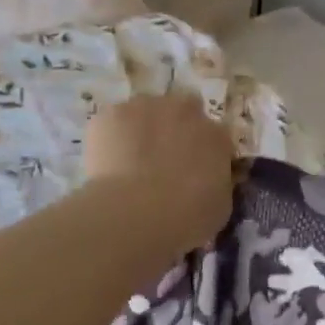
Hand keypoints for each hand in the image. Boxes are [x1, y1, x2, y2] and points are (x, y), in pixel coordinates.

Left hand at [85, 91, 237, 253]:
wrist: (136, 213)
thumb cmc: (187, 216)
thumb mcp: (219, 207)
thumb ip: (217, 183)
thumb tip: (208, 182)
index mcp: (217, 135)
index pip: (215, 136)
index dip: (204, 152)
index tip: (195, 172)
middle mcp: (186, 111)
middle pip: (183, 110)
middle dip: (175, 128)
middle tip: (163, 160)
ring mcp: (146, 107)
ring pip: (145, 111)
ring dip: (142, 129)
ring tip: (129, 163)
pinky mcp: (111, 115)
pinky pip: (113, 122)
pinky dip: (110, 138)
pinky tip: (106, 165)